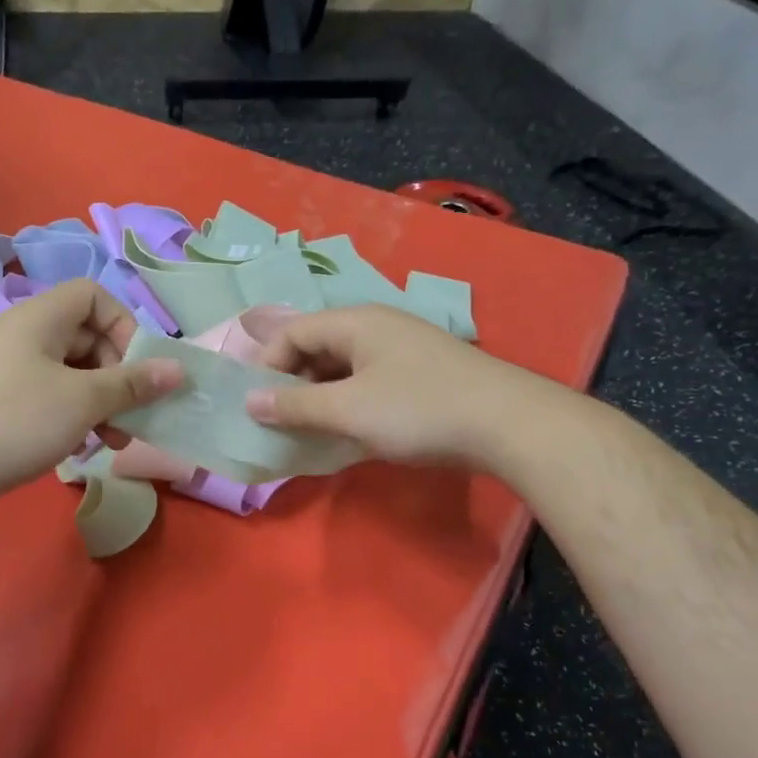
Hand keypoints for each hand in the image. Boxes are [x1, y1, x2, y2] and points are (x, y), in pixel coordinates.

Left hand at [0, 278, 184, 507]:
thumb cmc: (16, 420)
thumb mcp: (83, 401)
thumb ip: (132, 383)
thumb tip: (177, 369)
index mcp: (41, 318)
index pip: (94, 297)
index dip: (124, 325)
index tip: (137, 368)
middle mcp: (24, 334)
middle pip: (87, 338)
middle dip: (118, 376)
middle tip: (133, 415)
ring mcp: (9, 369)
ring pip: (71, 373)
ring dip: (100, 403)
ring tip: (114, 441)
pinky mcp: (0, 401)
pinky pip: (49, 396)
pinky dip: (72, 416)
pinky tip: (81, 449)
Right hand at [245, 305, 543, 468]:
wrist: (508, 424)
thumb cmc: (418, 409)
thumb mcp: (348, 409)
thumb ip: (295, 405)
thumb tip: (249, 402)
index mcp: (355, 322)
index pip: (293, 333)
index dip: (266, 366)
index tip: (256, 406)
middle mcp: (376, 328)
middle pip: (316, 348)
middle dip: (291, 383)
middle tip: (278, 422)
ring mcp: (400, 352)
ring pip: (341, 369)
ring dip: (318, 398)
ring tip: (307, 432)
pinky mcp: (418, 377)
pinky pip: (366, 385)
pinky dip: (346, 406)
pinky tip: (345, 434)